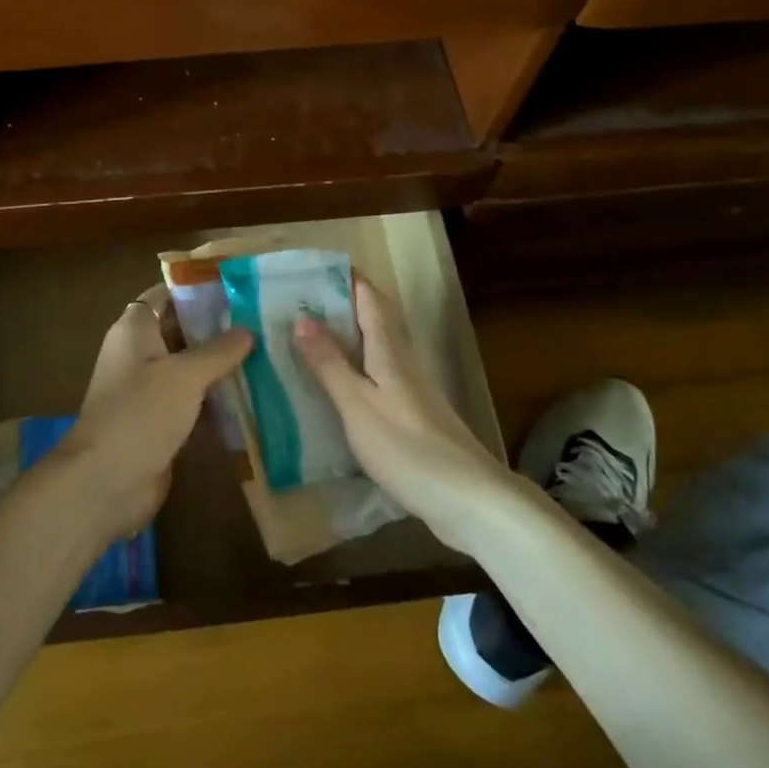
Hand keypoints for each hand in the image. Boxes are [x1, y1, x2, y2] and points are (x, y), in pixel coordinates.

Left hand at [56, 285, 251, 538]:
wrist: (106, 482)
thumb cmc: (141, 413)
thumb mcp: (185, 375)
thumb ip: (219, 350)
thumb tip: (248, 330)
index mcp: (135, 330)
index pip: (165, 294)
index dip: (196, 288)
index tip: (236, 285)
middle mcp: (139, 354)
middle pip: (182, 331)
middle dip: (218, 327)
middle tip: (263, 320)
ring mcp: (149, 390)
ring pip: (190, 369)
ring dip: (221, 366)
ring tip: (267, 353)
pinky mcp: (160, 422)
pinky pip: (193, 402)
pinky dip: (217, 399)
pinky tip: (253, 396)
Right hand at [293, 278, 513, 553]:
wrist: (468, 499)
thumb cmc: (407, 448)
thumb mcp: (358, 406)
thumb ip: (330, 364)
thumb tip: (302, 318)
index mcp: (390, 351)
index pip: (369, 298)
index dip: (345, 278)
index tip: (312, 268)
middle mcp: (403, 361)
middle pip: (375, 318)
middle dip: (342, 303)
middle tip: (300, 302)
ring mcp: (412, 389)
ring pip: (377, 347)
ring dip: (347, 335)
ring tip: (309, 336)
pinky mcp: (414, 415)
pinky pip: (379, 375)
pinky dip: (355, 367)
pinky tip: (337, 385)